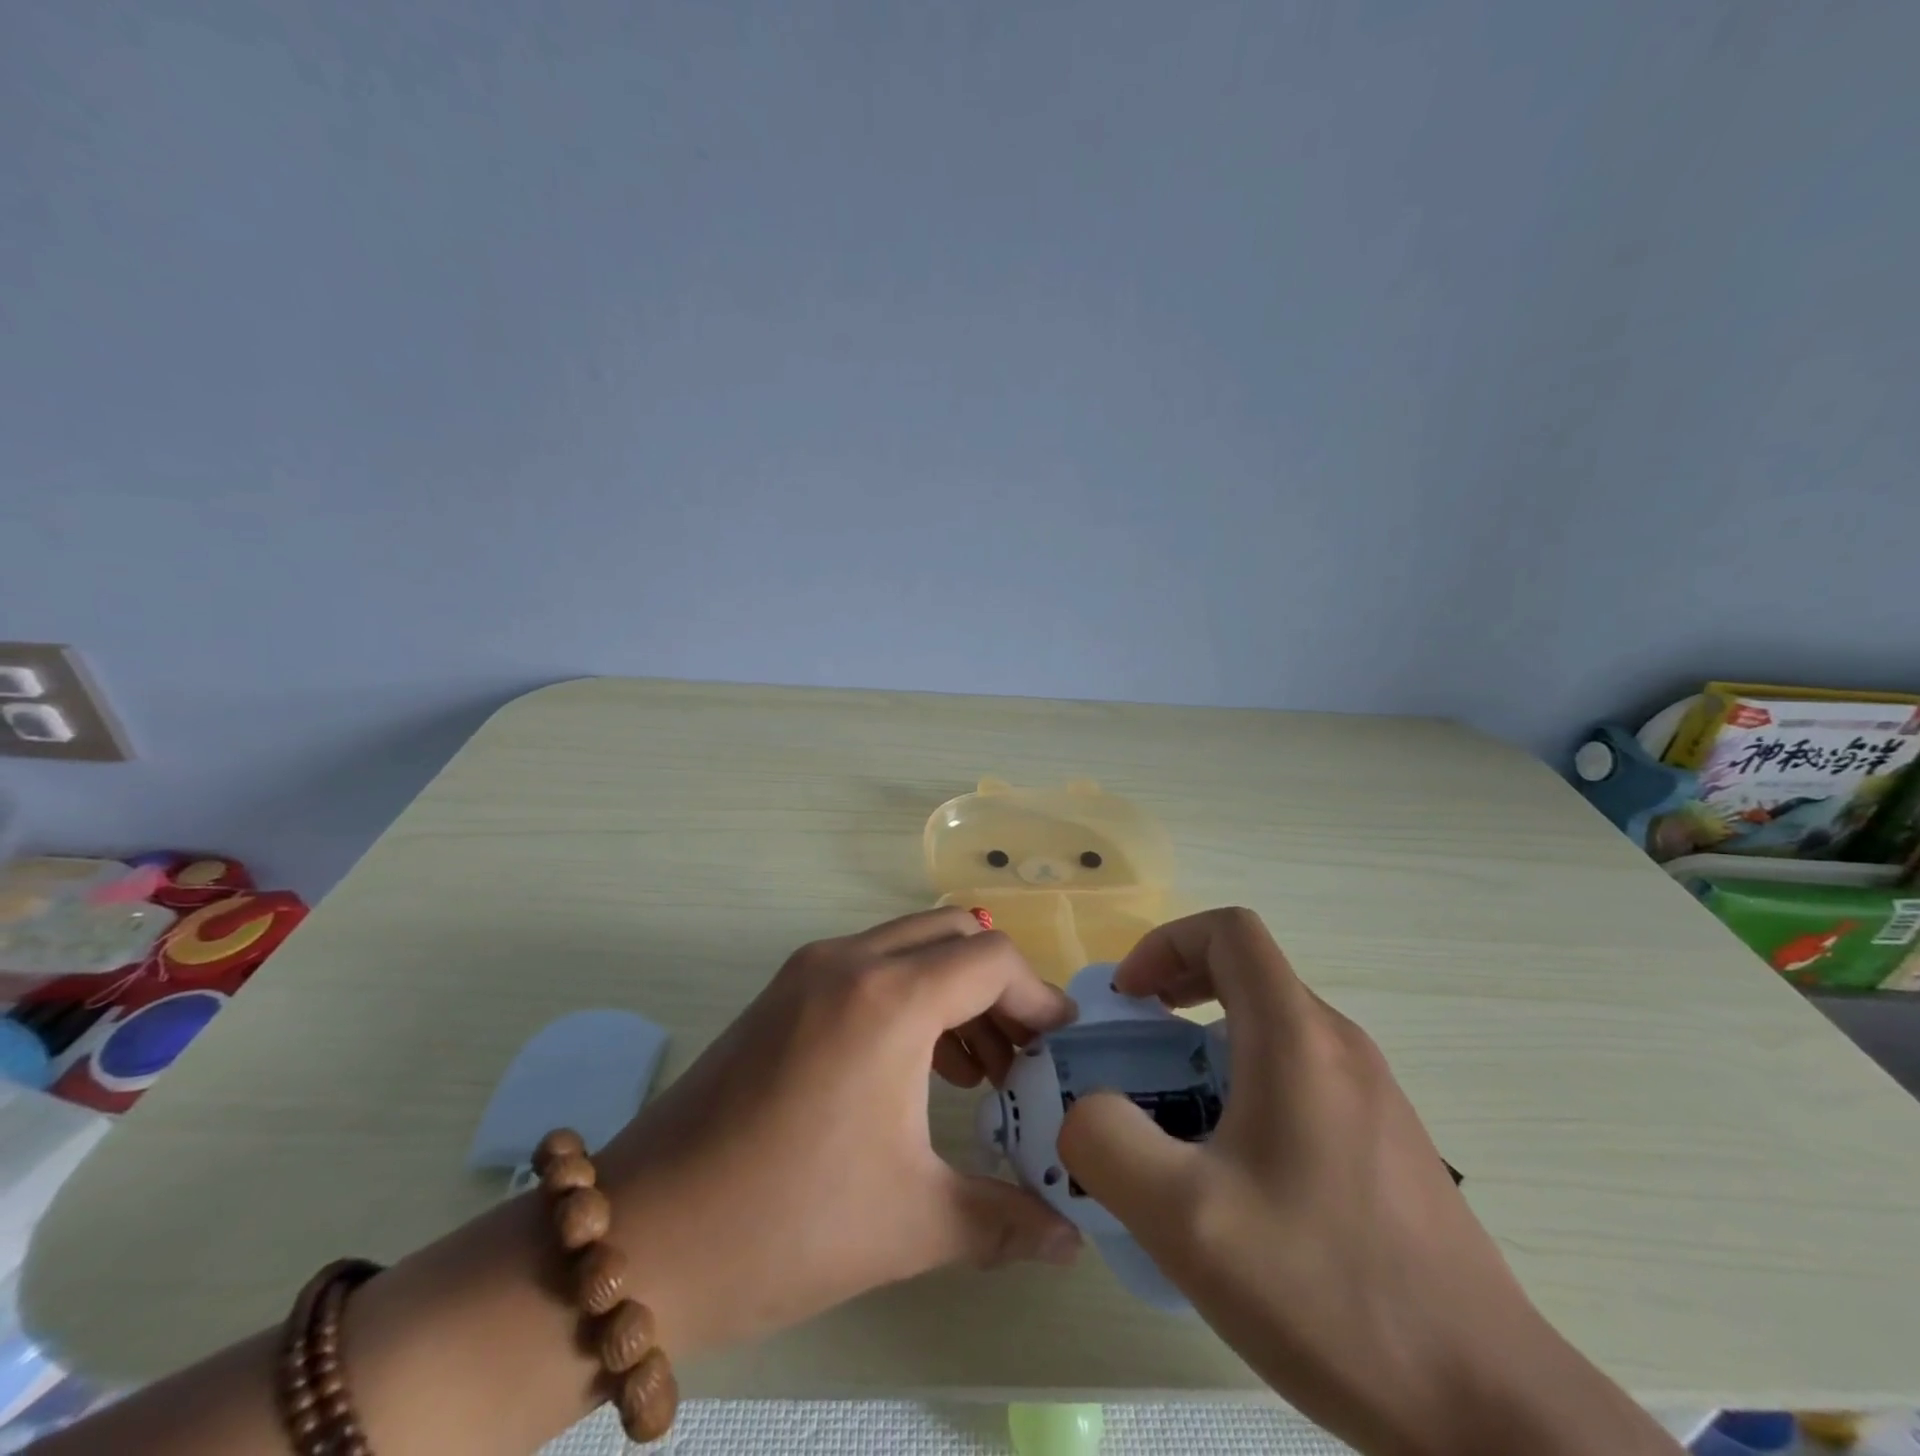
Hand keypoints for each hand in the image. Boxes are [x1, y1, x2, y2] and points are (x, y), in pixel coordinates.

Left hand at [597, 907, 1082, 1359]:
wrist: (645, 1235)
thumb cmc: (787, 1224)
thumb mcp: (912, 1223)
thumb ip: (1007, 1222)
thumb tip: (1071, 1240)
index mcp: (888, 999)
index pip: (991, 959)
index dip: (1037, 998)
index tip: (1059, 1049)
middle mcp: (850, 960)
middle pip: (954, 934)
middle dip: (999, 986)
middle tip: (1021, 1056)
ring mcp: (809, 968)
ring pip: (910, 943)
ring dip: (954, 988)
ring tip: (977, 1069)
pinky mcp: (784, 989)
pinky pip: (871, 964)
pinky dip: (910, 993)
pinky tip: (918, 1065)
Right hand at [1057, 908, 1680, 1455]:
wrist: (1491, 1414)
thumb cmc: (1330, 1293)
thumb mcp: (1185, 1221)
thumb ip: (1107, 1143)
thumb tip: (1087, 1110)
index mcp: (1297, 1038)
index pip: (1229, 931)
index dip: (1166, 944)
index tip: (1130, 998)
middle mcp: (1340, 1046)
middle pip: (1248, 973)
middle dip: (1178, 993)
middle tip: (1137, 1050)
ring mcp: (1373, 1093)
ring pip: (1273, 1026)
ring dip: (1209, 1042)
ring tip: (1176, 1115)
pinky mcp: (1387, 1140)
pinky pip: (1300, 1075)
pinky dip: (1247, 1082)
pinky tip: (1235, 1170)